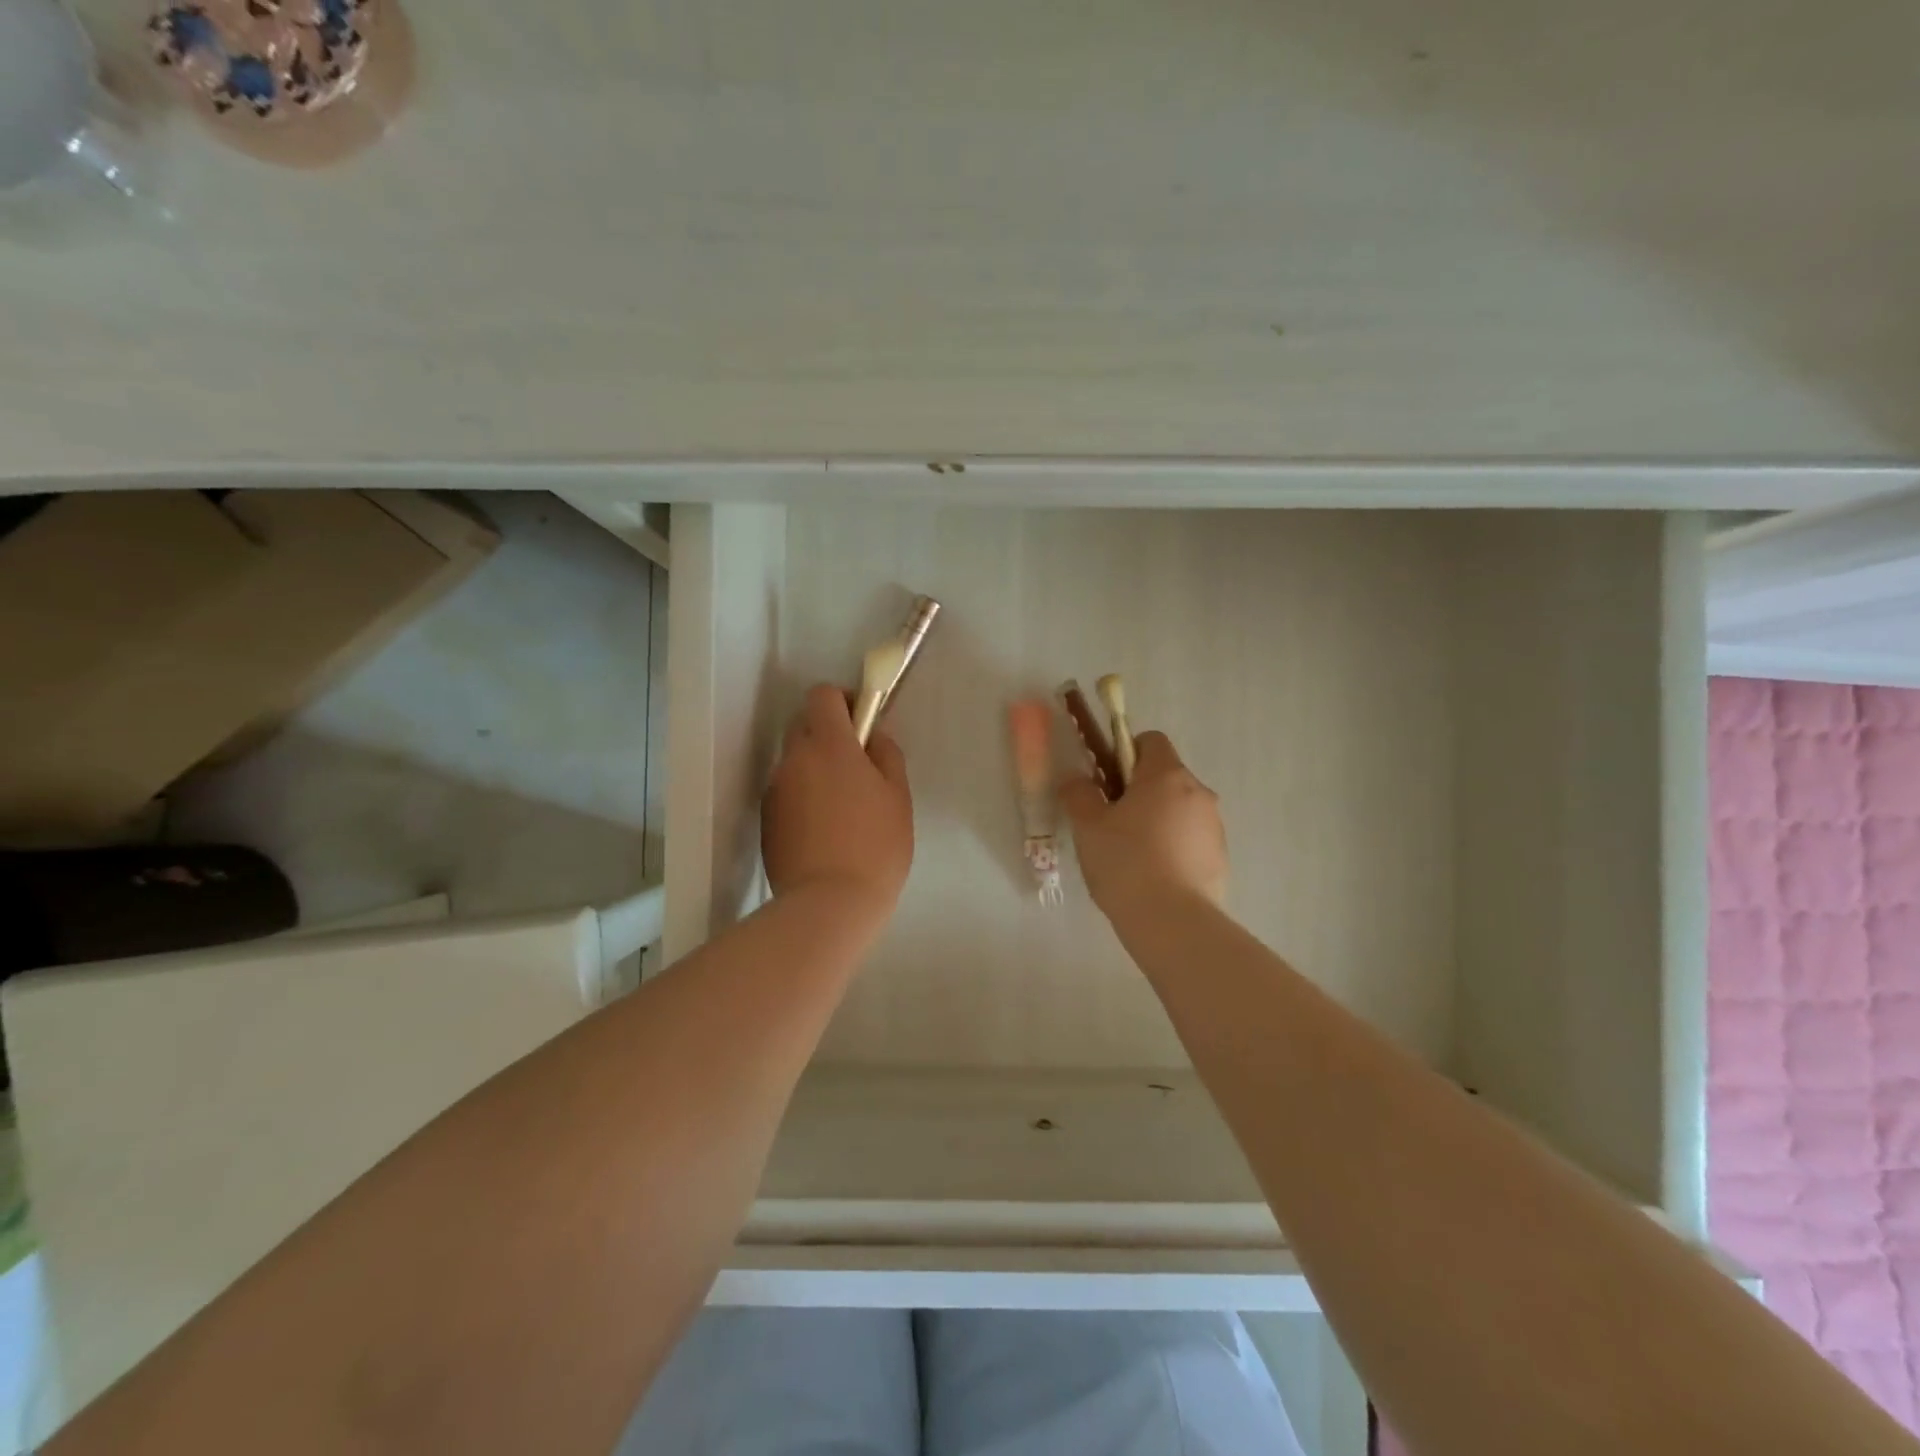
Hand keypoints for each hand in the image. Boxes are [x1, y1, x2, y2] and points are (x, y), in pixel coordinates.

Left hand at [762, 684, 913, 918]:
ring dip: (815, 768)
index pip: (822, 695)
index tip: (862, 722)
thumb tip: (873, 737)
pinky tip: (824, 831)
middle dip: (828, 734)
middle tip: (857, 767)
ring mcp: (775, 790)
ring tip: (842, 808)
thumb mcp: (897, 797)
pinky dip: (803, 797)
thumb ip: (886, 755)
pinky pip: (787, 792)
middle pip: (804, 725)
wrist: (829, 904)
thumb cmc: (875, 846)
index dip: (842, 700)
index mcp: (829, 745)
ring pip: (795, 762)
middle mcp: (794, 759)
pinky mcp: (766, 820)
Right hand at [1060, 731, 1226, 916]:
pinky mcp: (1220, 858)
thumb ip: (1079, 793)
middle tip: (1110, 821)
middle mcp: (1198, 792)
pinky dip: (1173, 847)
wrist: (1172, 922)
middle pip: (1166, 776)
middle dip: (1139, 791)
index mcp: (1166, 775)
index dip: (1125, 752)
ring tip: (1131, 855)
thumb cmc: (1126, 862)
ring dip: (1157, 820)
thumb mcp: (1088, 826)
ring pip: (1179, 809)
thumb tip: (1076, 779)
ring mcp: (1214, 826)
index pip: (1151, 740)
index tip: (1106, 780)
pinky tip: (1152, 876)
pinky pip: (1191, 839)